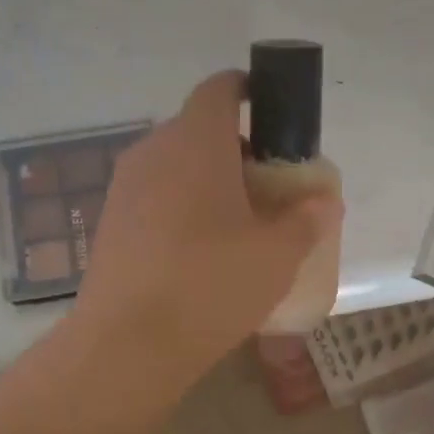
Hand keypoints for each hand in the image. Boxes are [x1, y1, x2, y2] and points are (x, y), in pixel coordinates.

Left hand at [75, 71, 342, 382]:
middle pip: (198, 129)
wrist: (127, 344)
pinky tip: (199, 252)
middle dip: (236, 148)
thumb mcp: (278, 255)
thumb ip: (307, 220)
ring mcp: (124, 187)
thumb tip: (324, 202)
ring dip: (207, 180)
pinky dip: (181, 207)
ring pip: (174, 165)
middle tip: (267, 186)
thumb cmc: (212, 284)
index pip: (220, 88)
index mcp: (196, 141)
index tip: (273, 113)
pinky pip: (154, 197)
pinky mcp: (109, 223)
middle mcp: (153, 151)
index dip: (248, 90)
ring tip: (237, 223)